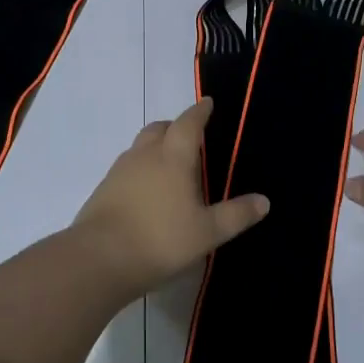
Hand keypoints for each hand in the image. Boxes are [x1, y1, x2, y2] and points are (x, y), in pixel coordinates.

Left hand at [73, 98, 270, 294]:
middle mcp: (144, 155)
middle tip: (190, 137)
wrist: (99, 258)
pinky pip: (127, 167)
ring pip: (140, 146)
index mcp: (173, 157)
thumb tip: (264, 200)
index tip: (208, 103)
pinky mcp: (103, 189)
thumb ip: (236, 215)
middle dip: (176, 127)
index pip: (188, 123)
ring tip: (170, 165)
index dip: (200, 111)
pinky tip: (147, 191)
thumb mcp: (207, 232)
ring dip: (156, 146)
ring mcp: (119, 171)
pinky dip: (141, 168)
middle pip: (159, 128)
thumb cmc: (161, 239)